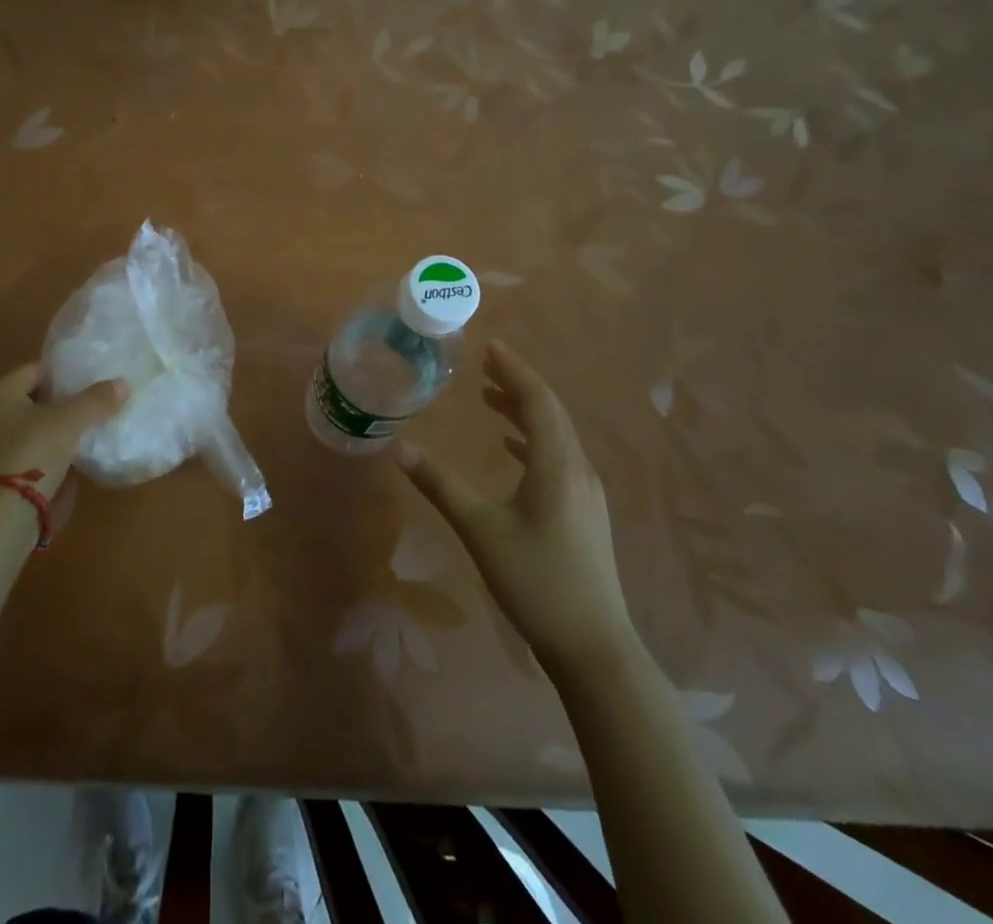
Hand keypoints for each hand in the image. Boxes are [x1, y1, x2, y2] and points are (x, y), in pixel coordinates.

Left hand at [0, 363, 127, 498]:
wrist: (8, 514)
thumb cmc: (34, 452)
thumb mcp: (71, 420)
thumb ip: (96, 399)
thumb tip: (123, 383)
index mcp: (0, 393)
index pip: (37, 369)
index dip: (66, 371)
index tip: (93, 375)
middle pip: (38, 397)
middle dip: (66, 398)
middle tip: (98, 397)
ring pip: (38, 423)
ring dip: (62, 423)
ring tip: (95, 421)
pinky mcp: (6, 469)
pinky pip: (37, 446)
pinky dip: (56, 444)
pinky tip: (80, 448)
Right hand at [396, 339, 632, 670]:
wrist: (593, 646)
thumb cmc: (535, 581)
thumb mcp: (480, 530)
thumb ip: (440, 486)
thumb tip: (399, 449)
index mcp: (557, 465)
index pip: (538, 401)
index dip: (515, 370)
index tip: (491, 346)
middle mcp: (577, 469)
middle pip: (551, 412)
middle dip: (519, 383)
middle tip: (487, 362)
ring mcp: (586, 492)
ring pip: (556, 434)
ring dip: (526, 409)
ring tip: (492, 395)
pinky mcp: (584, 511)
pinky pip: (558, 456)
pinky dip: (533, 438)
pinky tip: (512, 447)